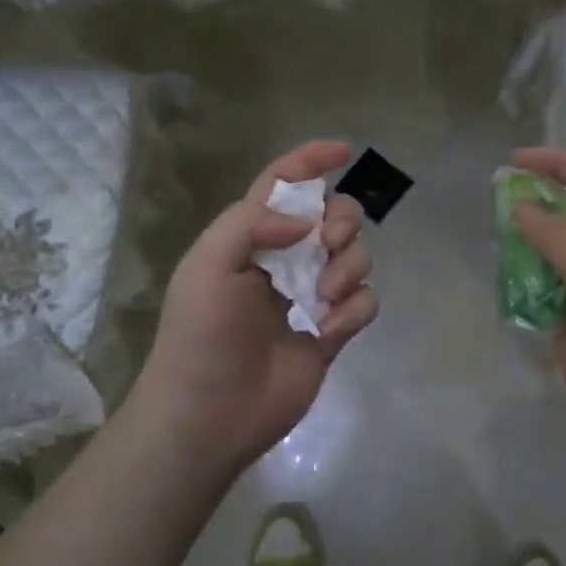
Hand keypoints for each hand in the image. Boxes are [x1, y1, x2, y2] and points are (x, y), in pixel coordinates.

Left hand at [125, 141, 378, 479]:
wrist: (210, 413)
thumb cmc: (201, 335)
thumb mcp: (209, 265)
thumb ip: (253, 223)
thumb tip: (309, 221)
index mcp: (251, 237)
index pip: (283, 183)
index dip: (311, 160)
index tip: (345, 152)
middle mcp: (285, 260)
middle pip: (334, 216)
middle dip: (342, 221)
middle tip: (330, 243)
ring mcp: (311, 296)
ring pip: (356, 258)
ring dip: (348, 268)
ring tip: (324, 298)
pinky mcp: (332, 330)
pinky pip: (365, 302)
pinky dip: (354, 310)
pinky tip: (328, 330)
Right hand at [511, 148, 565, 464]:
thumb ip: (557, 236)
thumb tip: (521, 204)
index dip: (558, 165)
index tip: (515, 162)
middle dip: (536, 205)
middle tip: (495, 201)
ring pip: (552, 256)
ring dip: (525, 246)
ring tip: (492, 238)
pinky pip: (544, 293)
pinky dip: (523, 285)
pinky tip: (500, 280)